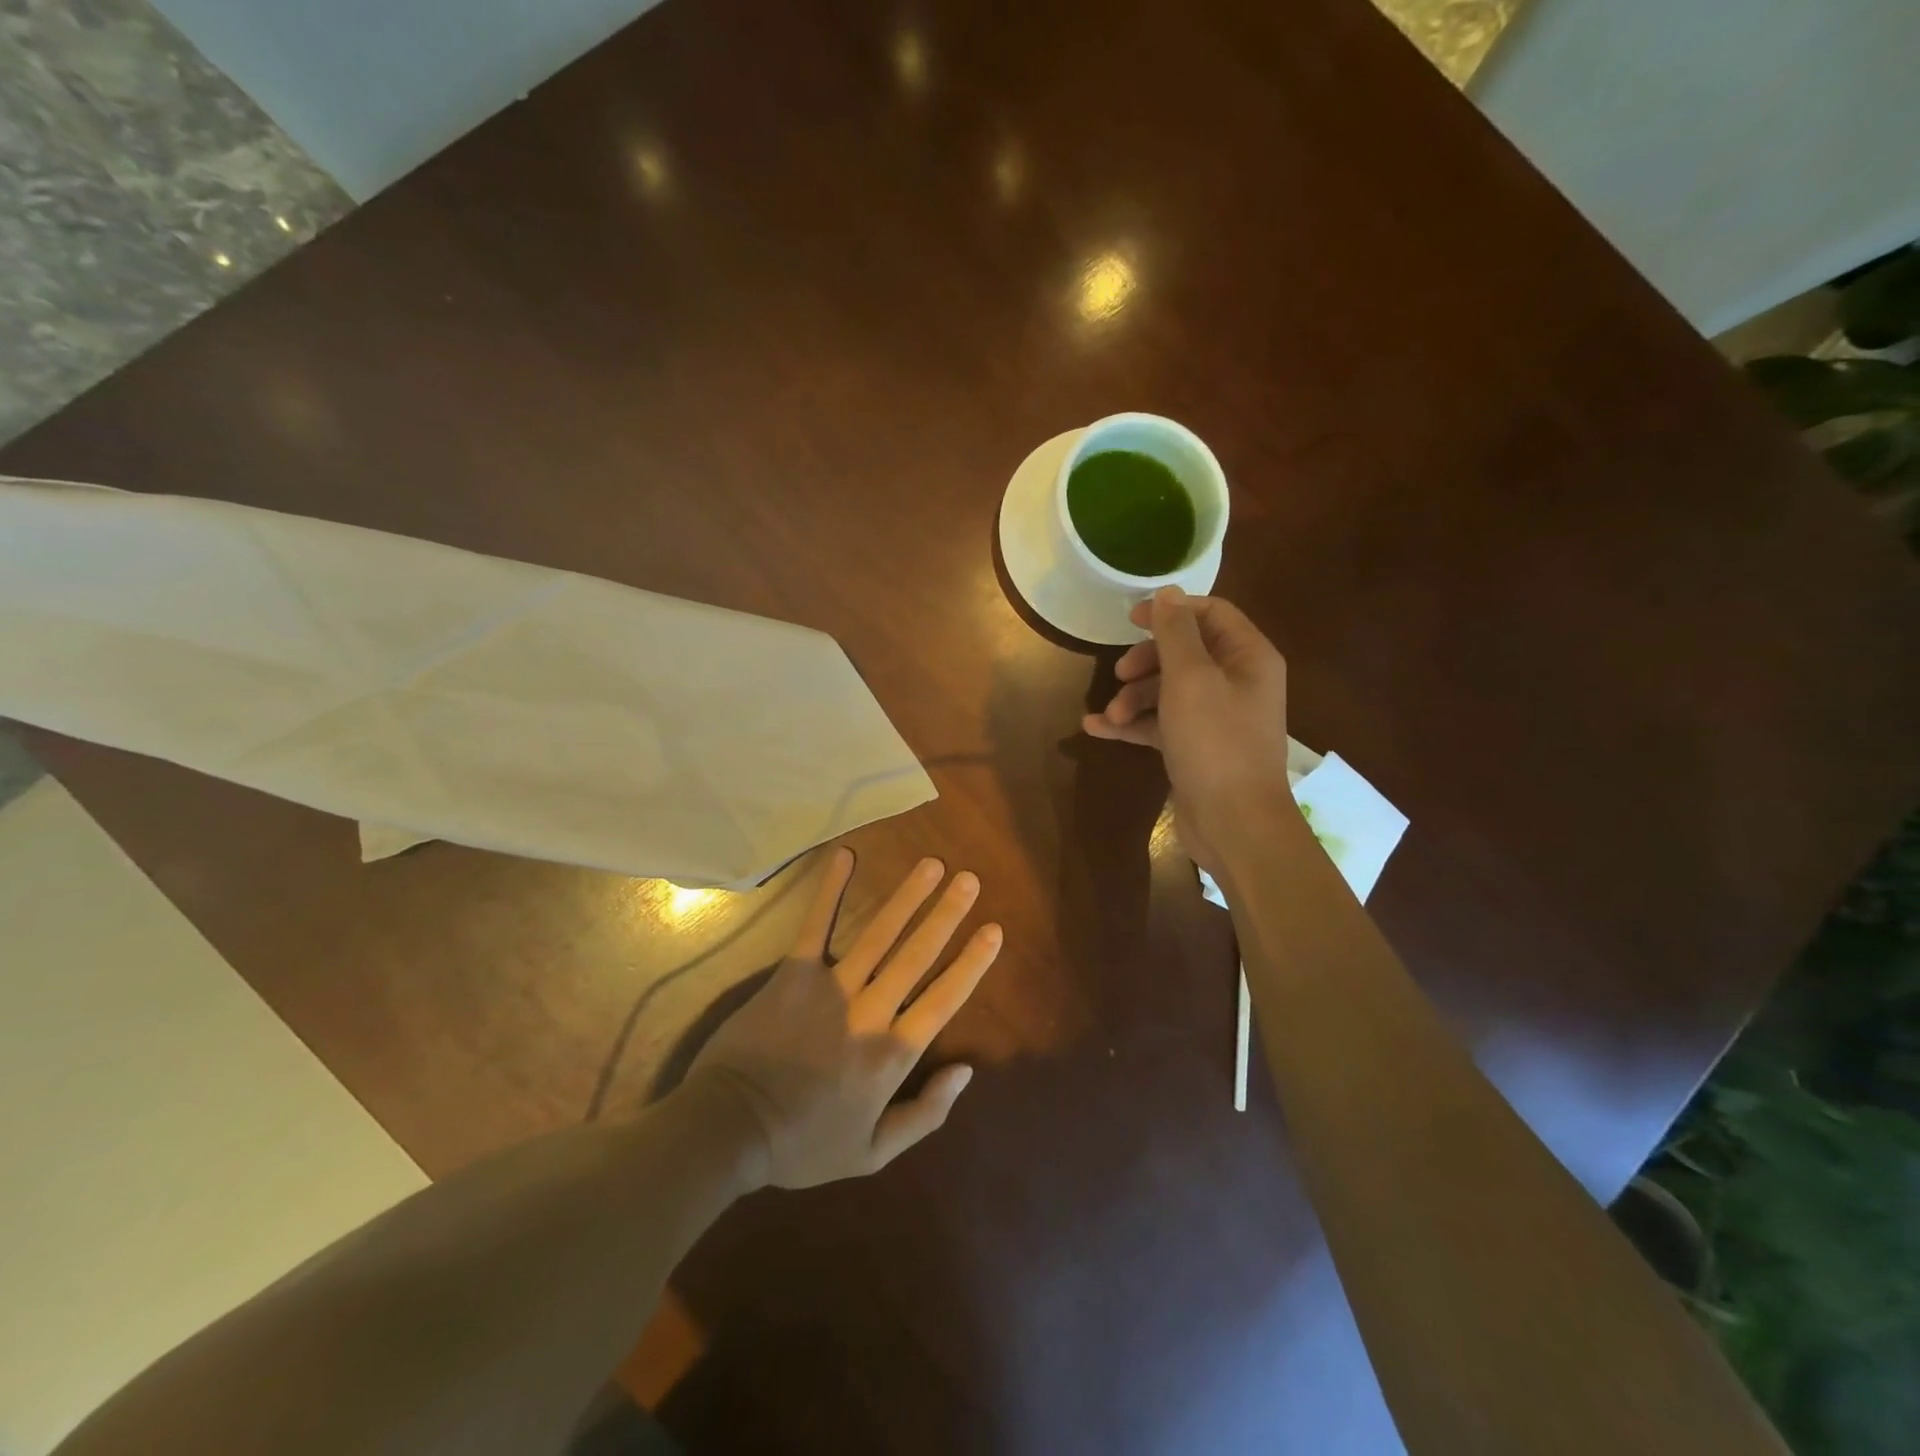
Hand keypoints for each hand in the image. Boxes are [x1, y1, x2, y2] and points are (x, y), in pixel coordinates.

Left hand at [688, 848, 1001, 1188]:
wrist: (731, 1129)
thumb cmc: (804, 1144)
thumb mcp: (873, 1153)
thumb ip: (925, 1114)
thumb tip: (966, 1071)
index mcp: (892, 1054)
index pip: (943, 999)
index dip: (971, 963)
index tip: (993, 930)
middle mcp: (870, 1012)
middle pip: (916, 955)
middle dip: (946, 915)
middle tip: (969, 880)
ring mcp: (831, 987)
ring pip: (878, 934)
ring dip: (906, 897)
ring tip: (931, 866)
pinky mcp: (794, 973)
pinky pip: (816, 925)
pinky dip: (831, 890)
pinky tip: (845, 856)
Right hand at [1082, 587, 1290, 870]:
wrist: (1235, 824)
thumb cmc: (1215, 743)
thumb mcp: (1191, 679)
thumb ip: (1176, 633)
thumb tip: (1168, 592)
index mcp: (1248, 657)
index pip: (1211, 614)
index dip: (1170, 612)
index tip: (1129, 620)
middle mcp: (1237, 681)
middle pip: (1185, 653)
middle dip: (1145, 662)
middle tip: (1119, 674)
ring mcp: (1216, 717)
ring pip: (1168, 690)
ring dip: (1134, 697)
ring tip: (1110, 715)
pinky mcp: (1196, 747)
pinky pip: (1161, 724)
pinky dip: (1133, 724)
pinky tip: (1097, 729)